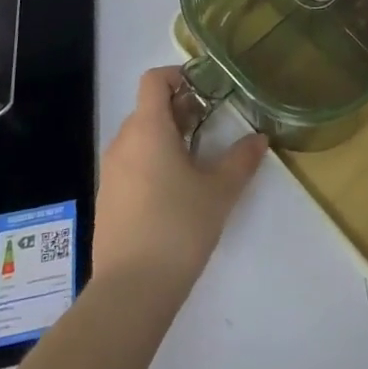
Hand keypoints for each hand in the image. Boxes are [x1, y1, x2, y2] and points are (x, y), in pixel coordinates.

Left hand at [94, 66, 268, 294]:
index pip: (154, 80)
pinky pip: (130, 165)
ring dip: (166, 138)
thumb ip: (241, 159)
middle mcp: (123, 143)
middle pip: (148, 109)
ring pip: (139, 138)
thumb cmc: (178, 227)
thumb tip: (259, 139)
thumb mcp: (220, 191)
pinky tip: (174, 192)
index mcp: (148, 129)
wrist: (130, 292)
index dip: (178, 76)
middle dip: (179, 110)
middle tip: (209, 125)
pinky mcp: (107, 201)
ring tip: (196, 159)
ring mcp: (110, 174)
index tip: (205, 90)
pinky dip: (152, 163)